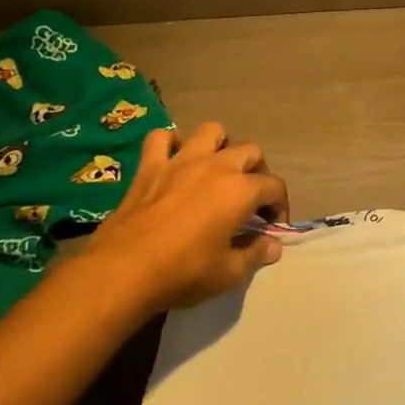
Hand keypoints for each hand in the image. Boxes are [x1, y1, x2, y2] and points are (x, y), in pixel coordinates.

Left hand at [67, 122, 288, 316]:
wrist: (125, 270)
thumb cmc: (184, 272)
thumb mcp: (229, 273)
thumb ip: (256, 254)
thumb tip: (273, 245)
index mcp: (241, 190)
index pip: (274, 186)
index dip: (279, 205)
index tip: (272, 226)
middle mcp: (217, 166)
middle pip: (249, 151)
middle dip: (257, 171)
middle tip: (249, 197)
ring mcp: (181, 161)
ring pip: (211, 131)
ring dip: (220, 145)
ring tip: (217, 168)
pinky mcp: (150, 166)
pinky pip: (161, 138)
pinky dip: (170, 143)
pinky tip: (174, 159)